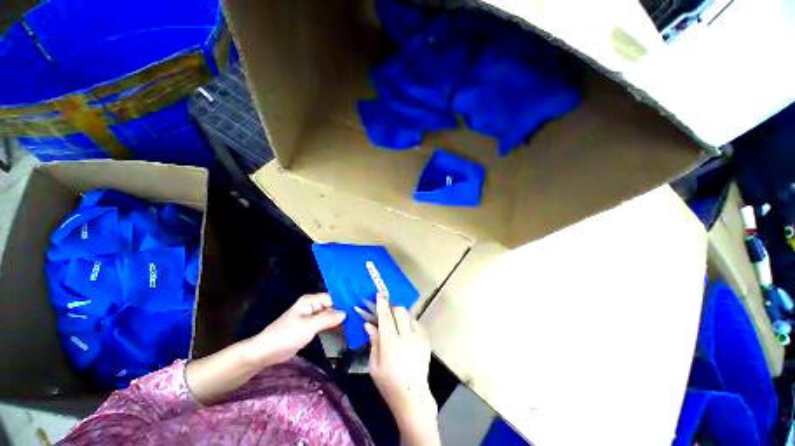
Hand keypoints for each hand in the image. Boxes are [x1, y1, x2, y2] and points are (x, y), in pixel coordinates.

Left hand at [186, 293, 344, 404]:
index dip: (345, 302)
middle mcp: (312, 305)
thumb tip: (346, 313)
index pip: (333, 298)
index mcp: (311, 300)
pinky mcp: (309, 327)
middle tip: (360, 317)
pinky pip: (325, 323)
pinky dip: (333, 325)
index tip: (359, 308)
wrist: (265, 352)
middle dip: (344, 311)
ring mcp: (311, 316)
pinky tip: (344, 329)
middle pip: (332, 305)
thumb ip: (328, 318)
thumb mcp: (309, 326)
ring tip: (356, 322)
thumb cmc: (286, 336)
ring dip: (340, 319)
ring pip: (330, 315)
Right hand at [365, 293, 439, 445]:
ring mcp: (419, 339)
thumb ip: (374, 342)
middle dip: (392, 308)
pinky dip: (410, 324)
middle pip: (401, 311)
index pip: (386, 317)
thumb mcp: (374, 366)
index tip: (379, 294)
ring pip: (410, 316)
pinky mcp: (427, 342)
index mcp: (391, 344)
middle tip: (387, 314)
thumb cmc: (389, 384)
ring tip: (397, 326)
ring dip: (402, 317)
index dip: (382, 304)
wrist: (413, 398)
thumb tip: (369, 324)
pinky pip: (418, 325)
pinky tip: (407, 334)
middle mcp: (407, 338)